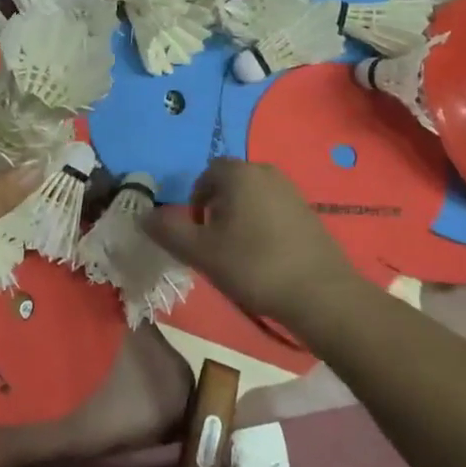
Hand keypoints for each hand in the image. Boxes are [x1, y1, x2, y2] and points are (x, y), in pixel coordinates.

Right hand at [143, 159, 355, 325]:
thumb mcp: (201, 252)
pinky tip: (266, 258)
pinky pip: (273, 210)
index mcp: (238, 173)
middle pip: (229, 183)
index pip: (206, 174)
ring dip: (239, 218)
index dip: (195, 201)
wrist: (321, 294)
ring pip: (252, 197)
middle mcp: (265, 172)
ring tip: (239, 254)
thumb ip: (168, 231)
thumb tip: (143, 216)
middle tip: (215, 245)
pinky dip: (262, 226)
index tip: (198, 233)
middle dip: (217, 209)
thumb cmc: (254, 266)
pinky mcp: (308, 212)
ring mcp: (291, 191)